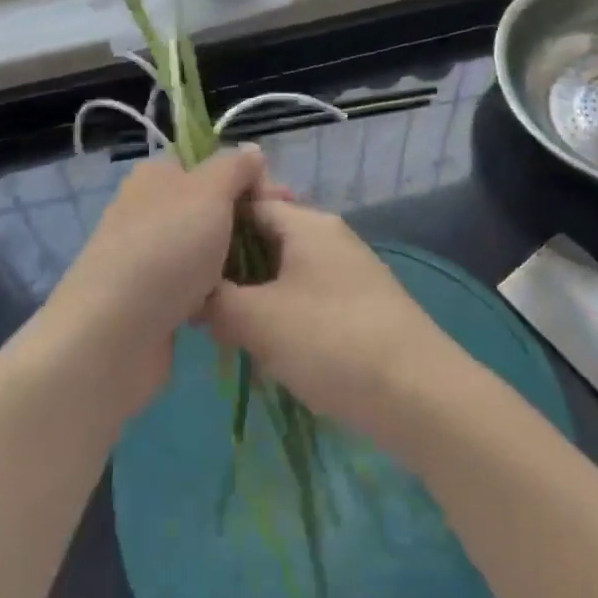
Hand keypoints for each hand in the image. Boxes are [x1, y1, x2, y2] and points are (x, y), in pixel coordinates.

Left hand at [47, 146, 270, 414]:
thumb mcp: (209, 192)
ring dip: (237, 261)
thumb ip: (235, 167)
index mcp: (158, 176)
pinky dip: (218, 293)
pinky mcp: (155, 300)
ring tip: (272, 274)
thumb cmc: (166, 250)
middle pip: (213, 207)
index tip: (283, 200)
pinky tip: (242, 302)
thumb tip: (252, 151)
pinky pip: (199, 287)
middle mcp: (151, 211)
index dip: (249, 177)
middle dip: (250, 220)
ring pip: (209, 250)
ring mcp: (151, 257)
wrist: (112, 337)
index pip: (212, 164)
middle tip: (284, 239)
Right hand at [205, 200, 463, 450]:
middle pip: (266, 238)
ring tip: (225, 332)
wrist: (417, 393)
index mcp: (306, 223)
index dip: (211, 229)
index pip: (248, 204)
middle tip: (198, 304)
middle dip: (231, 270)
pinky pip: (307, 299)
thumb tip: (192, 295)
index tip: (180, 261)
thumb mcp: (257, 319)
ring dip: (255, 299)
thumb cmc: (330, 341)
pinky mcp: (359, 307)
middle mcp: (330, 237)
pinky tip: (267, 351)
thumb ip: (214, 301)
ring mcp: (348, 272)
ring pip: (284, 273)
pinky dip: (282, 317)